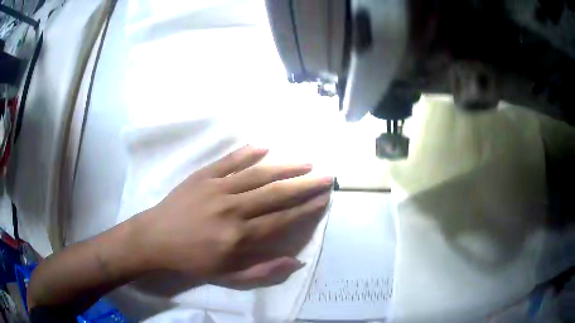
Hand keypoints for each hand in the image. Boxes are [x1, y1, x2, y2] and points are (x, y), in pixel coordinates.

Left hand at [133, 145, 332, 285]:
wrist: (156, 240)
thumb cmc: (192, 261)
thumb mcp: (228, 276)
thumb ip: (263, 270)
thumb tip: (296, 260)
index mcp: (239, 237)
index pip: (282, 219)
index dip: (306, 209)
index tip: (324, 198)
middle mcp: (232, 209)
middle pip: (276, 194)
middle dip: (305, 185)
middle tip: (326, 176)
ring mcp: (217, 188)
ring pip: (257, 174)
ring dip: (284, 167)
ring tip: (305, 162)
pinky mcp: (202, 176)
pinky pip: (228, 161)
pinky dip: (247, 153)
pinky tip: (264, 146)